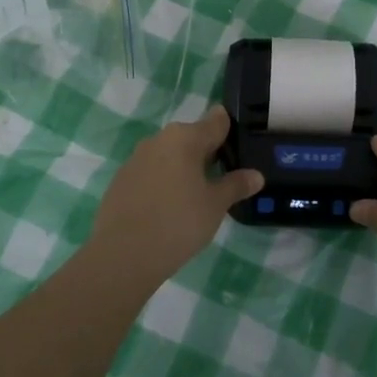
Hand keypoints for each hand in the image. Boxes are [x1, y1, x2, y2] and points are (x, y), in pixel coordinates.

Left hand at [90, 106, 263, 288]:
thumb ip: (236, 185)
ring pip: (169, 155)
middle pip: (191, 137)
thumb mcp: (215, 205)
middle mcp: (159, 139)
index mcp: (185, 137)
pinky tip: (168, 208)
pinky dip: (163, 182)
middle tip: (222, 179)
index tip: (240, 147)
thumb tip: (256, 175)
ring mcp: (136, 158)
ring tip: (195, 196)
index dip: (230, 131)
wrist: (122, 255)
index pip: (216, 121)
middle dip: (207, 153)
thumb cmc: (178, 223)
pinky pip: (150, 172)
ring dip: (183, 168)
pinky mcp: (121, 180)